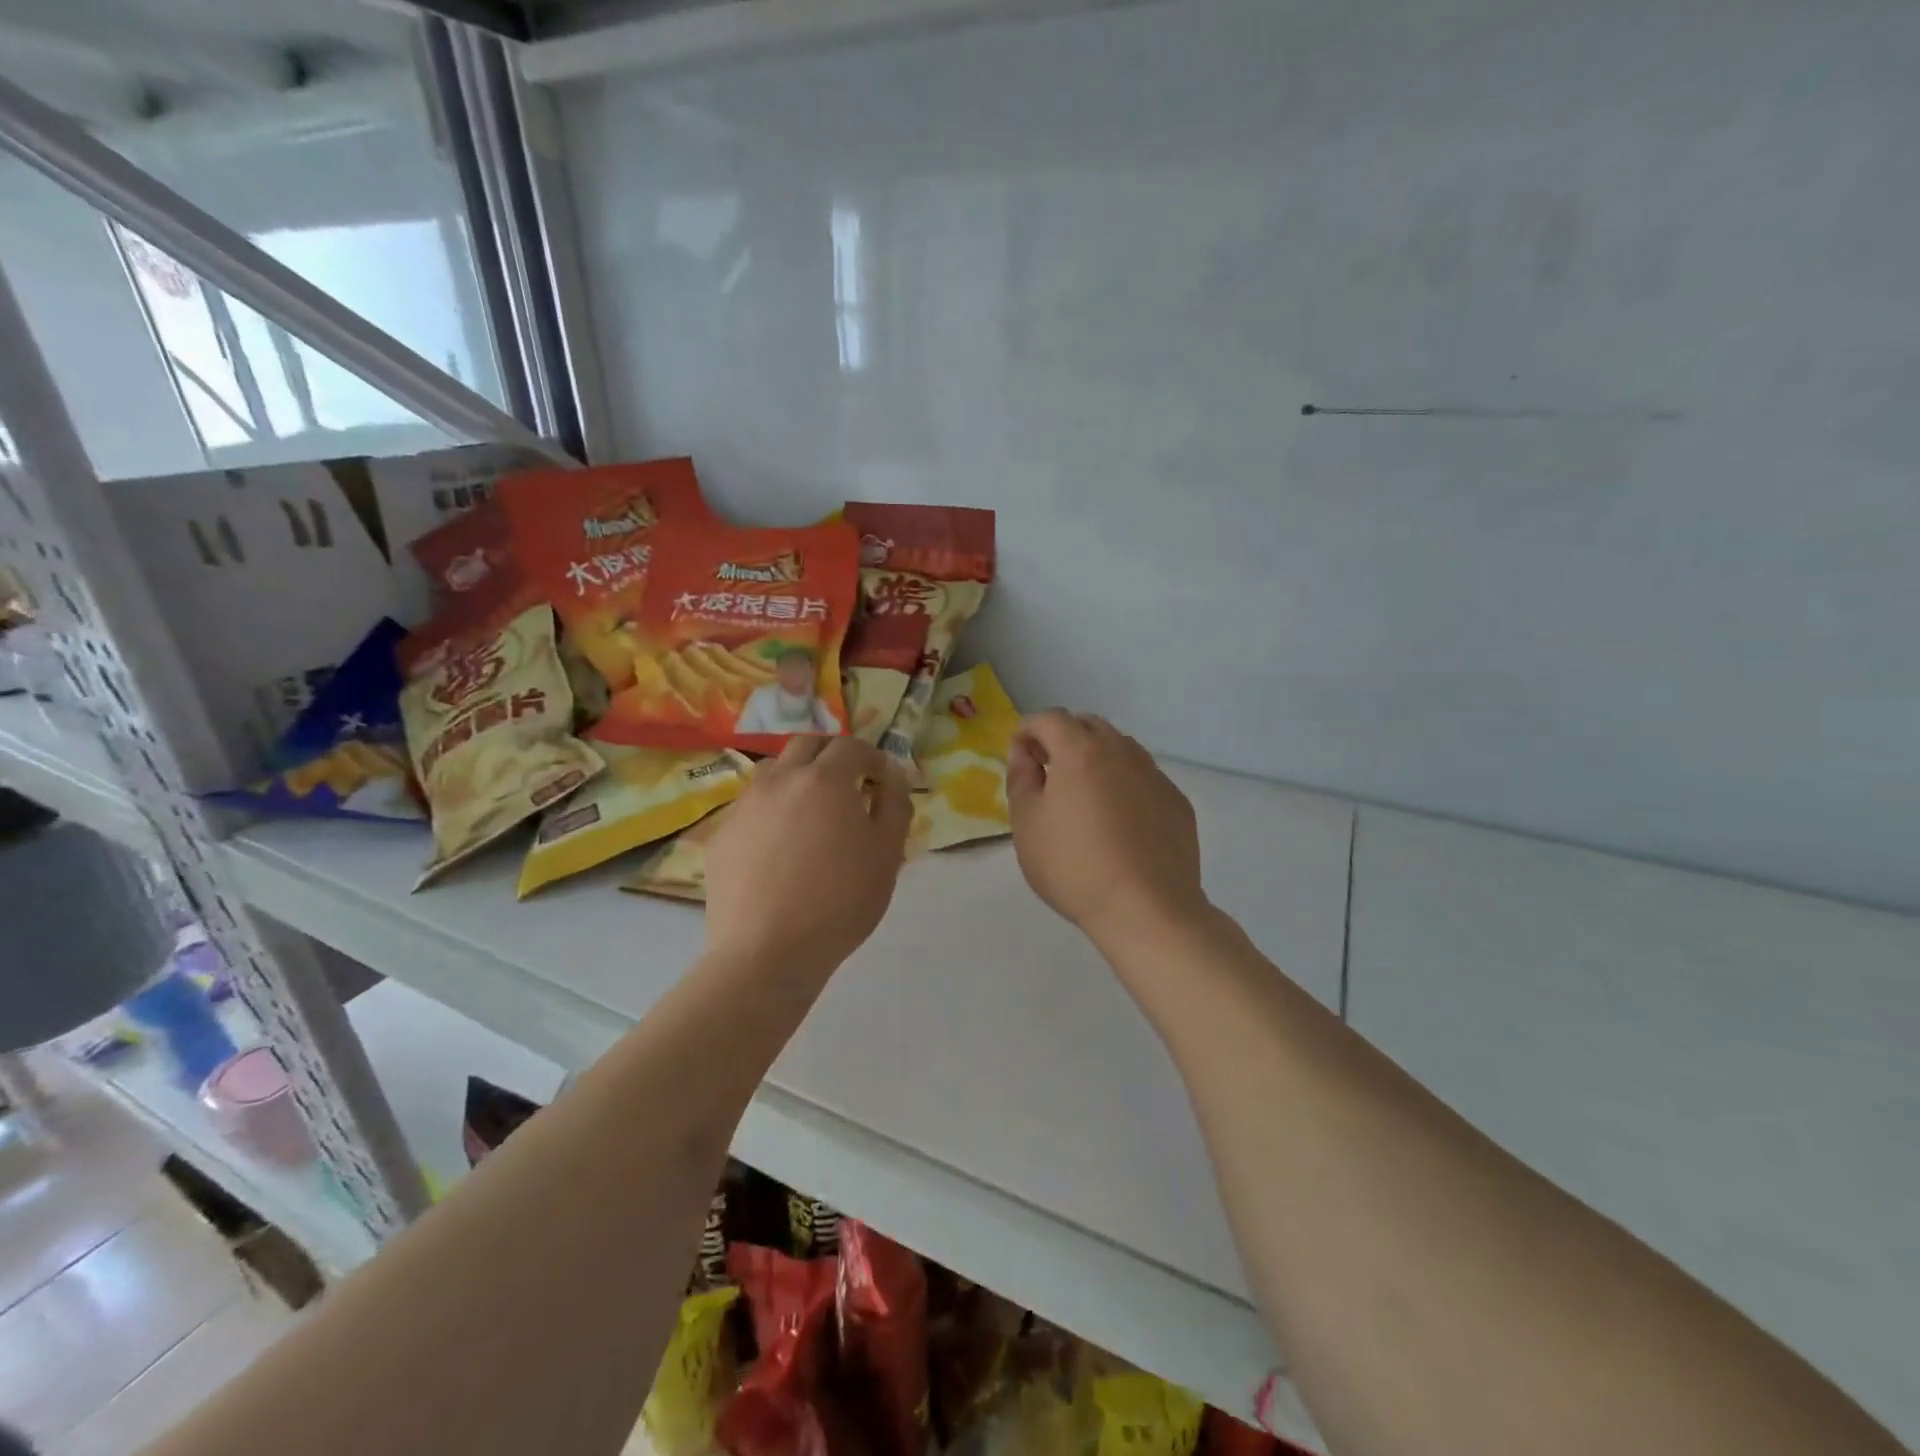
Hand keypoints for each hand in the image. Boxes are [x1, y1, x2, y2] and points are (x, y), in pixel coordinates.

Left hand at [704, 736, 911, 975]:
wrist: (768, 952)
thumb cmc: (840, 902)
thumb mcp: (888, 854)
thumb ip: (895, 804)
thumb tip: (893, 776)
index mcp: (825, 779)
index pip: (851, 746)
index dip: (872, 758)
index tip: (881, 782)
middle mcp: (780, 780)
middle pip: (807, 744)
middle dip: (833, 756)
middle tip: (849, 786)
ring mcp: (745, 805)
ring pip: (773, 770)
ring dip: (798, 776)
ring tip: (811, 811)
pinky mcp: (722, 834)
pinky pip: (751, 806)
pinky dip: (772, 810)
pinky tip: (780, 846)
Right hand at [1007, 710, 1207, 944]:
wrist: (1147, 909)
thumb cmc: (1074, 867)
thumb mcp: (1027, 825)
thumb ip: (1021, 778)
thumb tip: (1024, 752)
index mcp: (1080, 751)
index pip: (1049, 718)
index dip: (1028, 730)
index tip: (1021, 756)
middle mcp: (1121, 751)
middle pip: (1088, 725)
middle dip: (1063, 738)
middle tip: (1049, 772)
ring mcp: (1154, 775)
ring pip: (1120, 748)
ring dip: (1097, 758)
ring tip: (1085, 796)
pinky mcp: (1176, 801)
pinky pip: (1144, 777)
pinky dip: (1125, 783)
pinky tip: (1120, 822)